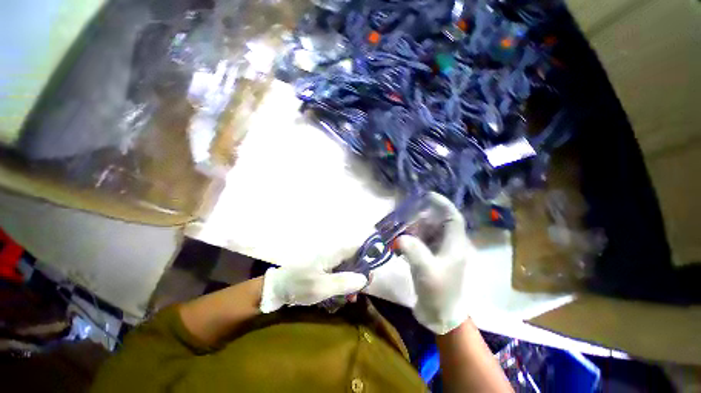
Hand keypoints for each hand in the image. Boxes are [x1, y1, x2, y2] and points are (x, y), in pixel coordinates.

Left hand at [259, 261, 367, 312]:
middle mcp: (332, 255)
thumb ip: (344, 282)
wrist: (277, 289)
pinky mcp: (323, 271)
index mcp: (333, 254)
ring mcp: (327, 263)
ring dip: (352, 282)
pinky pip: (338, 275)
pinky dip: (343, 285)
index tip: (372, 271)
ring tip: (352, 298)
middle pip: (354, 259)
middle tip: (363, 289)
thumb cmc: (299, 285)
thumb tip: (364, 278)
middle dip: (360, 273)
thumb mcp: (322, 287)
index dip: (368, 255)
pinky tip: (342, 297)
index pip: (356, 248)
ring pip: (347, 269)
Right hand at [398, 192, 472, 334]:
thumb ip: (414, 251)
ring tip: (398, 232)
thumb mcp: (426, 271)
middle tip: (403, 219)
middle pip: (436, 222)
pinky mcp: (430, 257)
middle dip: (420, 218)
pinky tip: (399, 245)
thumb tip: (400, 237)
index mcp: (455, 245)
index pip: (452, 217)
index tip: (427, 196)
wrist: (439, 314)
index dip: (442, 204)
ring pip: (426, 231)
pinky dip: (409, 240)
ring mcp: (439, 251)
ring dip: (412, 229)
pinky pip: (420, 241)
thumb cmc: (438, 293)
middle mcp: (449, 244)